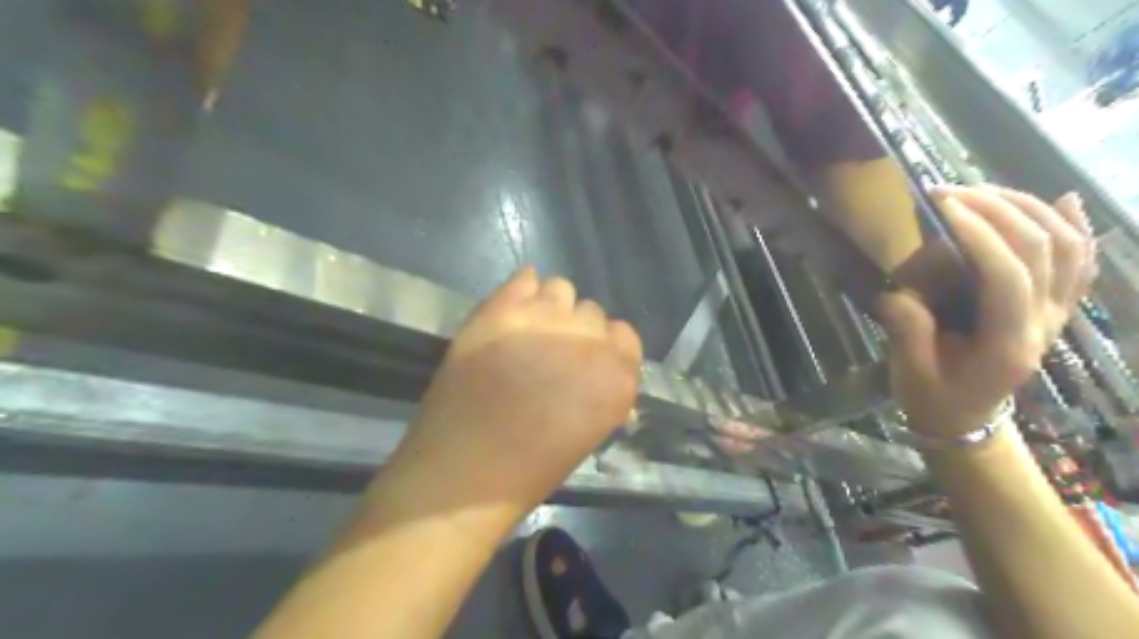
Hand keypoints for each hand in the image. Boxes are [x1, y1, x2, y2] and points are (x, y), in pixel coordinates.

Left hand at [391, 268, 639, 512]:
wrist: (463, 469)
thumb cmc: (530, 469)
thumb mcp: (588, 434)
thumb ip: (603, 395)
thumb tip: (600, 375)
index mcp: (616, 375)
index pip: (625, 335)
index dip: (606, 348)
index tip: (586, 364)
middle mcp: (588, 338)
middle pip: (591, 313)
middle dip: (575, 331)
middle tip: (550, 354)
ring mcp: (542, 318)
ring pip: (560, 288)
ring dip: (550, 308)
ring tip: (528, 333)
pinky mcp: (500, 309)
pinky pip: (524, 278)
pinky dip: (523, 291)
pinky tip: (512, 313)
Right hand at [879, 182, 1094, 434]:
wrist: (965, 419)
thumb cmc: (933, 396)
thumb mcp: (910, 371)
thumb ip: (908, 330)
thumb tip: (899, 290)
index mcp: (1007, 345)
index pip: (1007, 277)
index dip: (978, 235)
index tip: (941, 207)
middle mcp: (1045, 325)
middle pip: (1042, 251)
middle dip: (997, 210)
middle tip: (950, 192)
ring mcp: (1057, 315)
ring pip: (1067, 248)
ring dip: (1028, 209)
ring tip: (982, 191)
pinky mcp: (1055, 309)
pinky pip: (1079, 263)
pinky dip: (1075, 228)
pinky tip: (1065, 201)